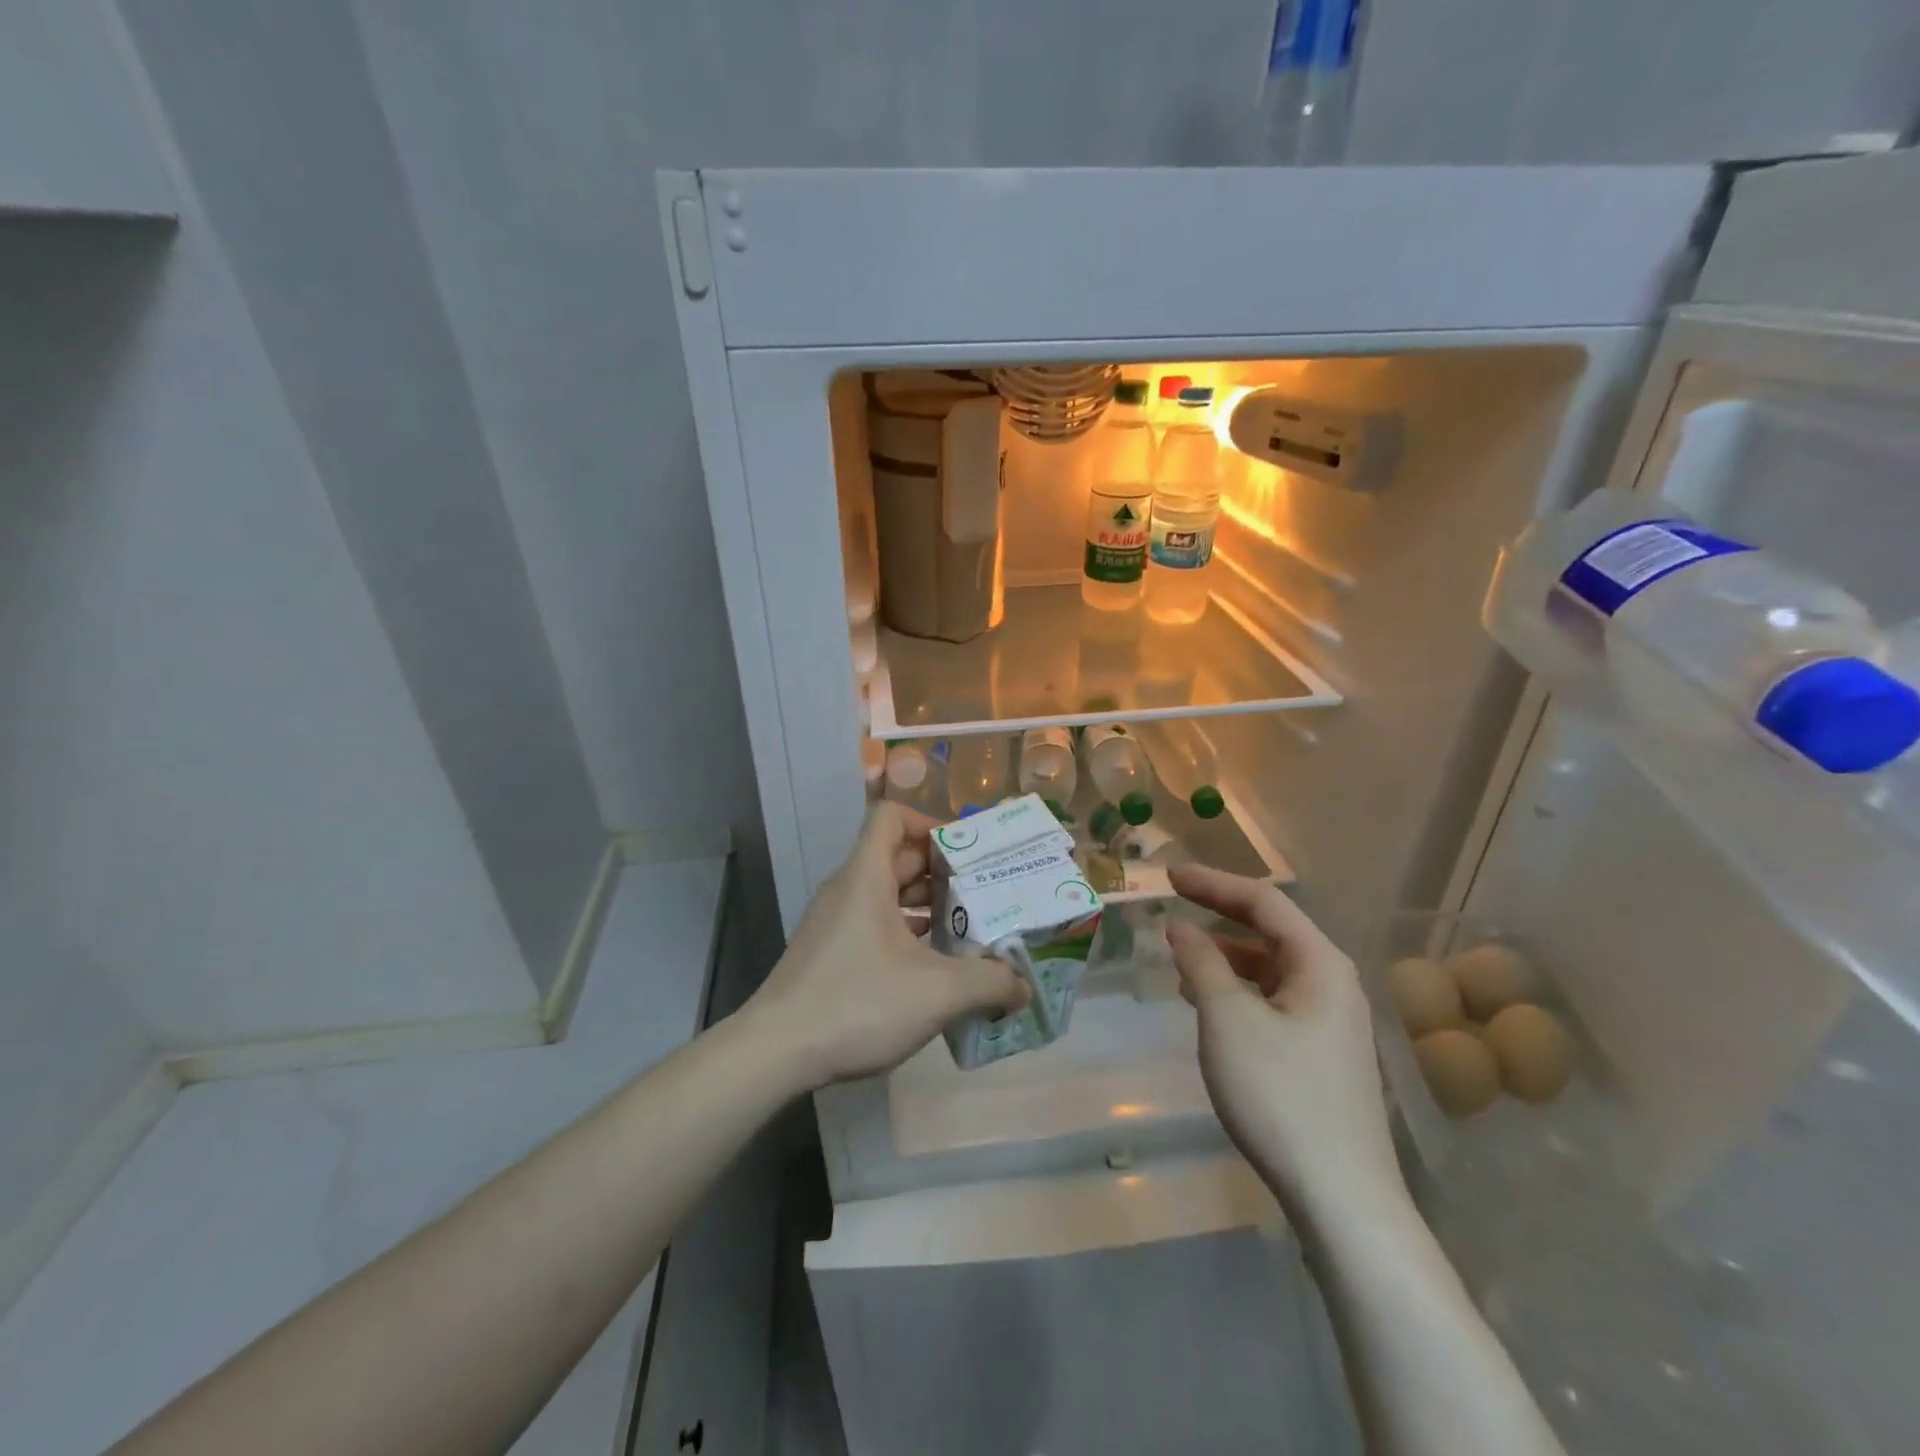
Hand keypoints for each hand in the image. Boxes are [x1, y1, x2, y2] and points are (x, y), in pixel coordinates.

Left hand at [743, 802, 1029, 1089]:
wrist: (775, 1052)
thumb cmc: (857, 1003)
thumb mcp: (937, 993)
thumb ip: (990, 984)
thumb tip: (1023, 986)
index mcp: (866, 876)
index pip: (892, 817)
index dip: (931, 824)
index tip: (967, 854)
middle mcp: (848, 889)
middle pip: (897, 856)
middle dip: (943, 870)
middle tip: (986, 893)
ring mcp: (835, 922)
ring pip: (887, 893)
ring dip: (927, 905)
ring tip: (969, 930)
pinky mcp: (831, 952)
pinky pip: (875, 923)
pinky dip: (907, 932)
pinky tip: (935, 966)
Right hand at [1166, 864, 1403, 1224]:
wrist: (1341, 1197)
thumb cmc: (1281, 1094)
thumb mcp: (1228, 1020)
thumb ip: (1201, 964)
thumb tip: (1181, 927)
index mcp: (1321, 964)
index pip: (1264, 902)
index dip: (1214, 883)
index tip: (1169, 876)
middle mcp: (1333, 984)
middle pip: (1271, 931)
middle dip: (1220, 916)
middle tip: (1172, 907)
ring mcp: (1331, 1022)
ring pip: (1271, 969)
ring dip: (1225, 956)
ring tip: (1180, 958)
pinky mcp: (1321, 1055)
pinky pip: (1273, 1001)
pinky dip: (1237, 990)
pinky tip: (1208, 1006)